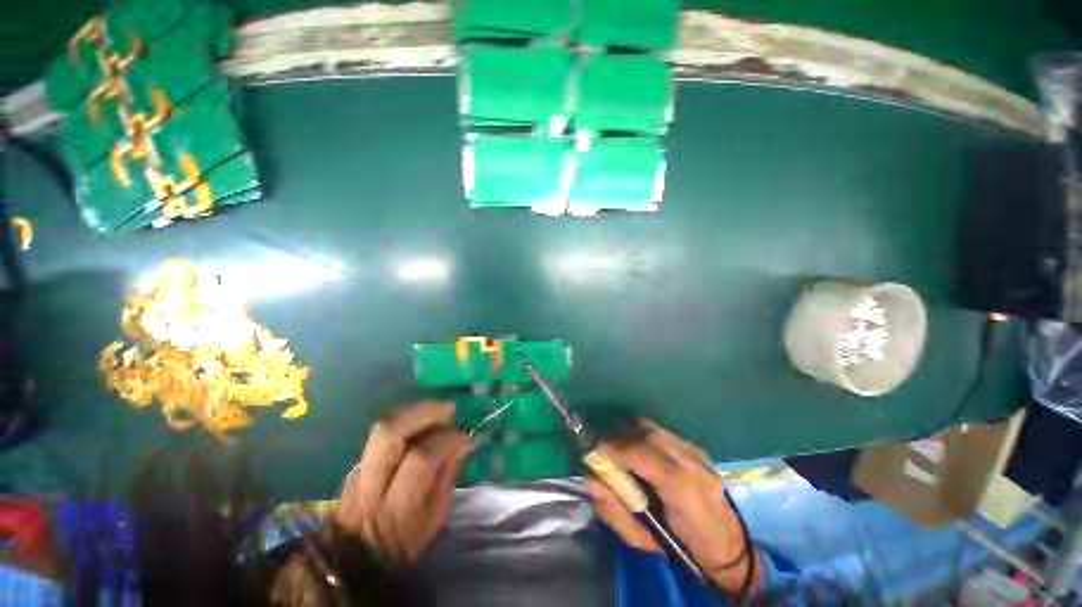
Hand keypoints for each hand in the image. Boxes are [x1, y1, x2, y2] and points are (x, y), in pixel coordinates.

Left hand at [333, 400, 472, 564]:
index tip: (466, 438)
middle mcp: (370, 484)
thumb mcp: (435, 518)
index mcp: (396, 507)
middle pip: (390, 432)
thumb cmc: (404, 544)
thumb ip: (446, 476)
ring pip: (383, 426)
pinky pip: (382, 433)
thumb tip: (461, 443)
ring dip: (415, 411)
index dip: (447, 441)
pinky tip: (421, 422)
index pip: (421, 458)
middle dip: (424, 412)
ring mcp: (357, 472)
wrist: (356, 562)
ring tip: (438, 411)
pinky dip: (406, 422)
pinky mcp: (355, 464)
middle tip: (449, 410)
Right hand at [587, 420, 762, 594]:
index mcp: (682, 490)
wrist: (727, 545)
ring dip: (632, 433)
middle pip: (648, 433)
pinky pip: (663, 432)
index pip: (643, 455)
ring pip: (655, 429)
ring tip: (620, 447)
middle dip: (620, 436)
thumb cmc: (681, 546)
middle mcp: (692, 463)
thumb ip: (614, 510)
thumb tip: (591, 480)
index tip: (595, 450)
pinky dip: (645, 436)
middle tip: (605, 448)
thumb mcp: (642, 540)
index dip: (615, 448)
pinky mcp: (697, 448)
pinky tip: (640, 449)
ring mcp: (697, 453)